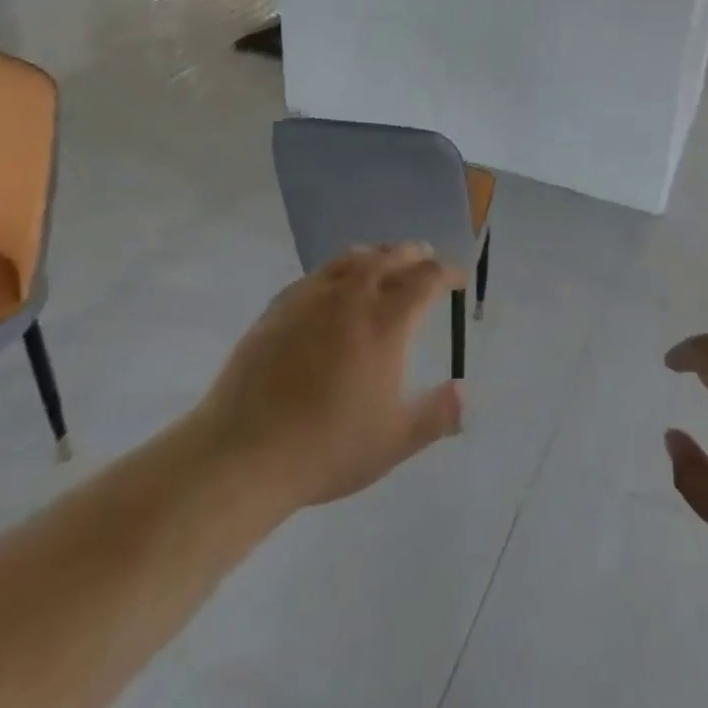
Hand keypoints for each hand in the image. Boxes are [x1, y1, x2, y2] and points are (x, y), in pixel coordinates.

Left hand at [191, 244, 464, 510]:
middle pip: (391, 256)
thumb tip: (463, 392)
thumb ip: (436, 414)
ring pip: (353, 258)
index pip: (427, 278)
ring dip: (377, 254)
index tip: (458, 280)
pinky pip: (320, 273)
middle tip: (425, 260)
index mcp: (386, 321)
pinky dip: (340, 269)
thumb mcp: (394, 441)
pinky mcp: (280, 305)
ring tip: (384, 261)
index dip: (448, 273)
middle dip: (414, 255)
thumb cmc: (327, 448)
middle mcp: (352, 296)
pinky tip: (336, 287)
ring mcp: (312, 296)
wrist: (244, 452)